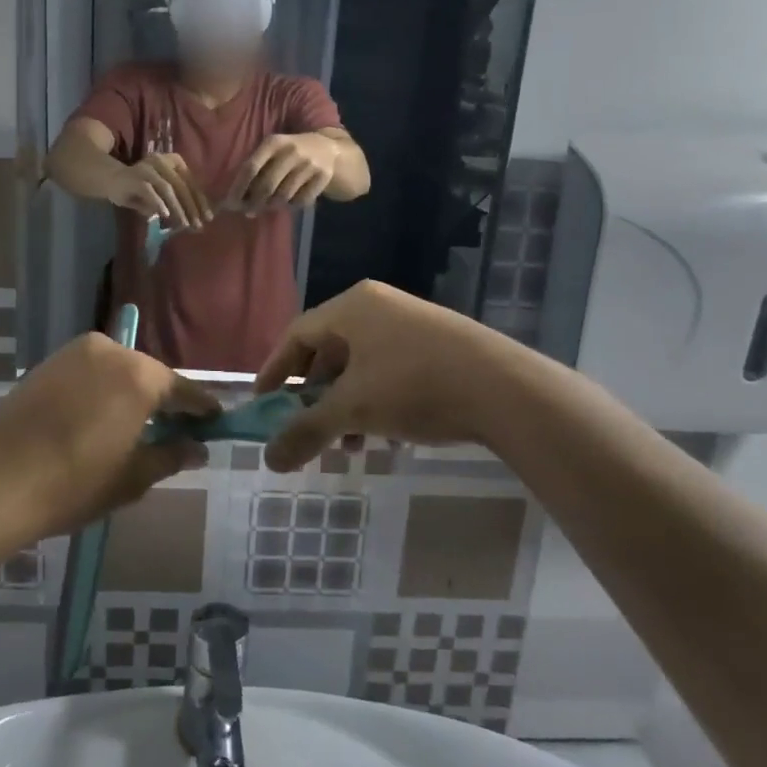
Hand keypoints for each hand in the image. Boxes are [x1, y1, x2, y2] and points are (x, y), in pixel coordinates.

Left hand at [0, 333, 219, 540]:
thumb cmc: (74, 483)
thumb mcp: (132, 477)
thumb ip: (171, 455)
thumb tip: (198, 448)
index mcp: (139, 376)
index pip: (182, 389)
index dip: (201, 407)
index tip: (215, 421)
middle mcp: (110, 351)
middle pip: (149, 375)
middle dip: (163, 400)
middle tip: (175, 428)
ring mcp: (74, 353)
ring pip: (117, 371)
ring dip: (130, 393)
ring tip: (136, 426)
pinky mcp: (47, 363)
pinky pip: (89, 372)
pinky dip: (102, 390)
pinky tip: (99, 418)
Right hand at [109, 152, 213, 228]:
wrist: (111, 179)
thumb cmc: (141, 187)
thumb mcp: (163, 193)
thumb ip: (178, 201)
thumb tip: (196, 219)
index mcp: (173, 161)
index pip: (191, 181)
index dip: (200, 200)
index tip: (208, 218)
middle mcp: (162, 161)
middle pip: (182, 185)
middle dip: (192, 207)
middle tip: (198, 225)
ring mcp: (148, 168)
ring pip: (168, 188)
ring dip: (178, 208)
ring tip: (185, 224)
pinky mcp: (135, 178)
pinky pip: (150, 191)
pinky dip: (159, 203)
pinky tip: (165, 216)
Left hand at [229, 132, 337, 210]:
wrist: (328, 148)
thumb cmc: (289, 153)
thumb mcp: (272, 151)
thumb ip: (254, 170)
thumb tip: (234, 201)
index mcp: (273, 142)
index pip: (250, 168)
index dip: (238, 188)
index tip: (230, 204)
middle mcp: (291, 151)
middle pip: (266, 186)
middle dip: (254, 202)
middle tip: (248, 211)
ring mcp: (309, 164)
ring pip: (284, 196)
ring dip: (272, 205)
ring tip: (268, 205)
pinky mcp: (323, 177)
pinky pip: (301, 201)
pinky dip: (291, 206)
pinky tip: (288, 202)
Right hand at [252, 281, 537, 471]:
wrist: (504, 388)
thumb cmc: (414, 385)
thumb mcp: (353, 410)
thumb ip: (307, 431)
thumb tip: (268, 459)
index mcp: (352, 307)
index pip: (297, 334)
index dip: (274, 370)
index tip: (262, 403)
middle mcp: (379, 307)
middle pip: (329, 350)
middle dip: (314, 395)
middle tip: (306, 427)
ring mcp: (411, 323)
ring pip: (362, 364)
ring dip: (346, 404)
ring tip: (348, 443)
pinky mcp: (439, 344)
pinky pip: (390, 369)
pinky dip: (377, 400)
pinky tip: (386, 434)